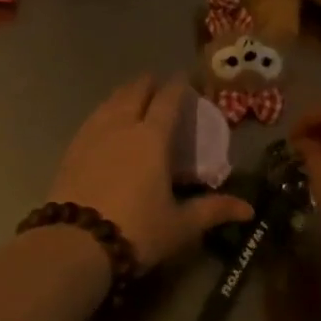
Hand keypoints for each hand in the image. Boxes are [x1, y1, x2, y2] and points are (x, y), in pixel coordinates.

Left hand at [50, 76, 252, 269]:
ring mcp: (93, 134)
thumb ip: (212, 210)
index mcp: (152, 138)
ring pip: (111, 101)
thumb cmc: (136, 230)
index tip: (184, 78)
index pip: (168, 100)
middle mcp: (122, 125)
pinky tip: (105, 122)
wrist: (75, 243)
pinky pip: (93, 118)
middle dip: (149, 83)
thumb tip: (248, 209)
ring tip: (132, 97)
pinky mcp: (71, 148)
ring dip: (125, 94)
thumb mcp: (179, 225)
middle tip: (158, 85)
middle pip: (135, 91)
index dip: (178, 85)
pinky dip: (105, 111)